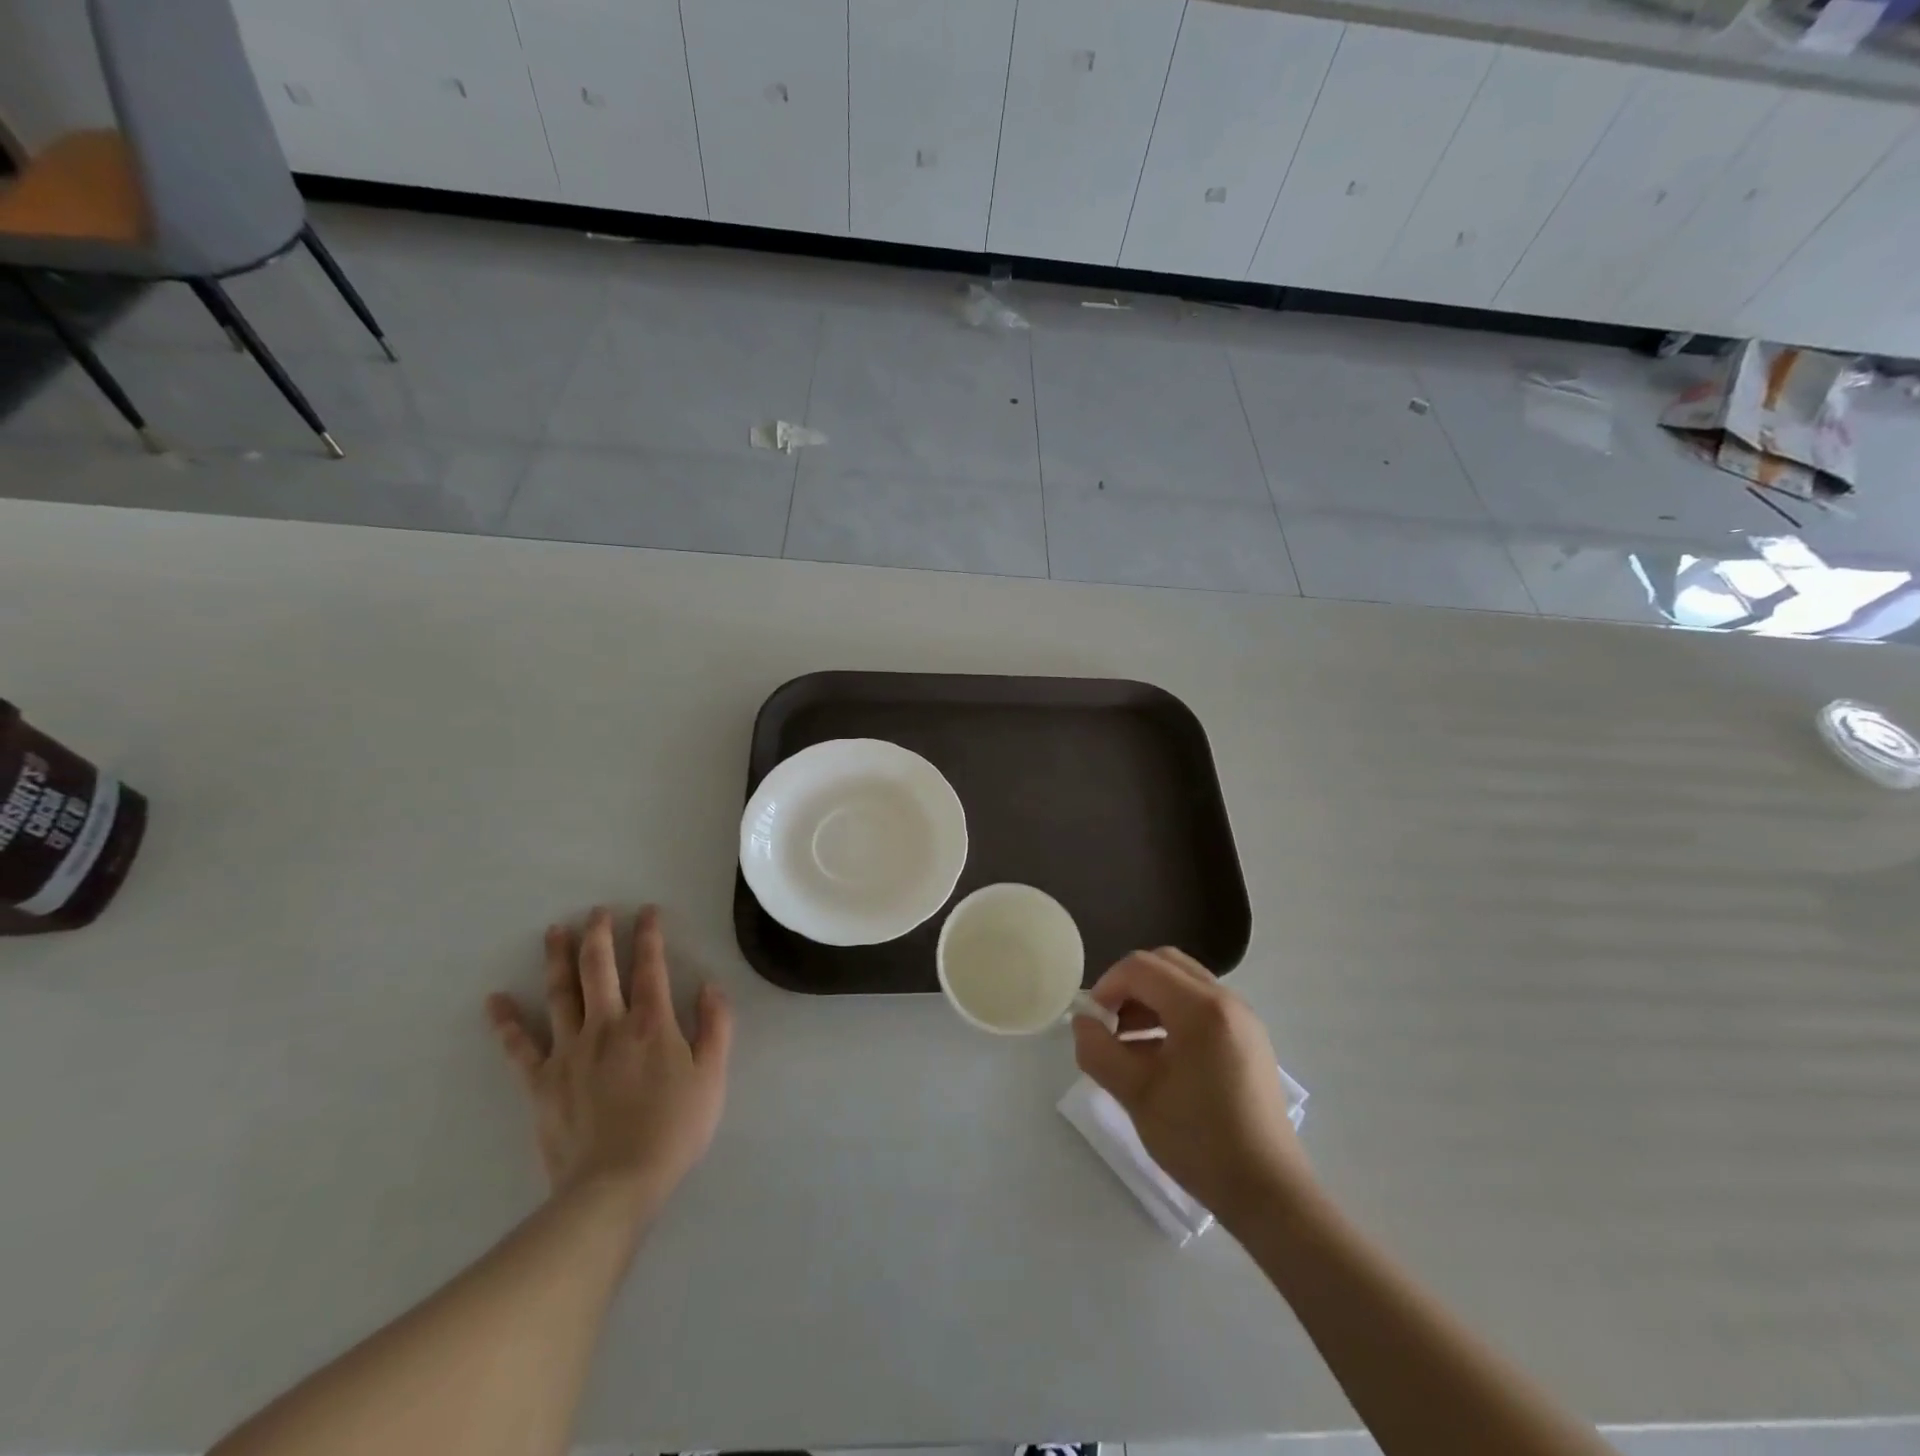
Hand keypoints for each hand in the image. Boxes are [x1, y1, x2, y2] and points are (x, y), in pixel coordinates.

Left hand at [486, 905, 733, 1210]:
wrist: (616, 1184)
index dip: (649, 934)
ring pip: (561, 994)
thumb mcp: (712, 1076)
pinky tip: (495, 1000)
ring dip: (557, 959)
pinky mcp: (541, 1082)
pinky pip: (519, 1047)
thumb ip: (715, 1026)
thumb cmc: (674, 1129)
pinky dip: (506, 1022)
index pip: (651, 965)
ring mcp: (570, 1051)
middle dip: (599, 934)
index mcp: (652, 1022)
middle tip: (597, 911)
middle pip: (600, 968)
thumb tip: (709, 985)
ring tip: (555, 931)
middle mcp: (608, 1025)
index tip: (646, 911)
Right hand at [1073, 947, 1312, 1228]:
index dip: (1107, 986)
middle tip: (1110, 1026)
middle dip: (1129, 987)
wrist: (1268, 1192)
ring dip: (1150, 1001)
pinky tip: (1160, 1058)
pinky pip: (1202, 1006)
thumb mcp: (1136, 1094)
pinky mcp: (1249, 1039)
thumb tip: (1083, 1022)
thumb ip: (1099, 1050)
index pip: (1140, 968)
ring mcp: (1243, 1018)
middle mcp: (1226, 1000)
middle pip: (1164, 965)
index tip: (1092, 1023)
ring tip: (1130, 1046)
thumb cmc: (1199, 1140)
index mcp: (1200, 1007)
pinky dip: (1173, 1015)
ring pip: (1184, 983)